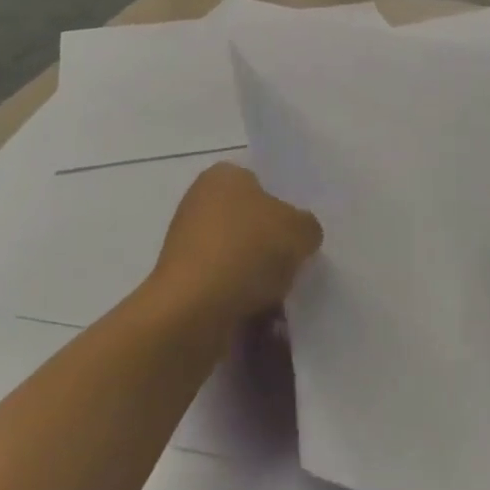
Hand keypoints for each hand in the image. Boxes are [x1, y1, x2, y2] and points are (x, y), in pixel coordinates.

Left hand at [149, 163, 321, 324]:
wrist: (194, 309)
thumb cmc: (248, 251)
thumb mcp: (301, 230)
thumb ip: (307, 226)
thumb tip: (299, 235)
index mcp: (223, 176)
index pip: (261, 183)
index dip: (284, 207)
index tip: (298, 234)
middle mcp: (199, 202)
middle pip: (250, 222)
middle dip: (271, 245)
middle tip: (294, 264)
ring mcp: (186, 243)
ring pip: (239, 256)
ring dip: (259, 276)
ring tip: (280, 297)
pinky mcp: (182, 280)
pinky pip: (224, 284)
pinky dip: (242, 298)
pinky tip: (260, 314)